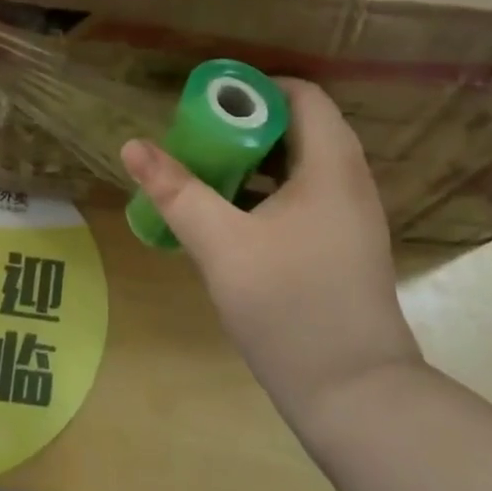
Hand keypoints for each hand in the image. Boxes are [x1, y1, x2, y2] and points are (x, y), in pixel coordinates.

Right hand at [120, 79, 420, 422]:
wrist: (358, 400)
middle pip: (301, 126)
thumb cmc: (289, 308)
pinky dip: (271, 189)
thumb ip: (176, 191)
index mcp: (330, 167)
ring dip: (257, 158)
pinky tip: (234, 217)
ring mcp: (352, 217)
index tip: (210, 105)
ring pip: (303, 163)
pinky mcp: (346, 247)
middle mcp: (349, 182)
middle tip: (200, 138)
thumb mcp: (221, 245)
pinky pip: (308, 195)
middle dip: (247, 125)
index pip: (302, 95)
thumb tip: (133, 145)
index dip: (255, 89)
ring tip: (209, 171)